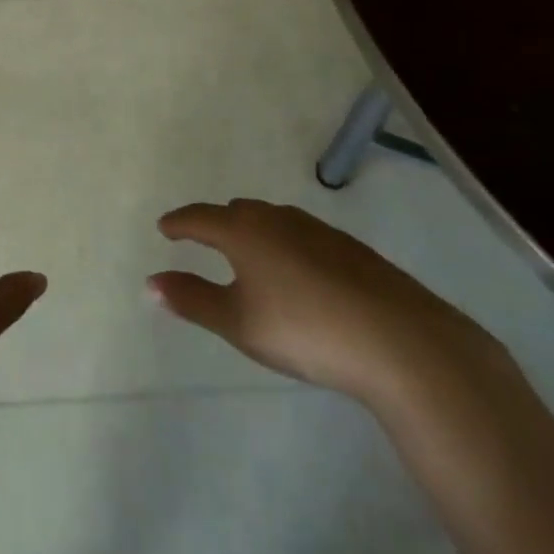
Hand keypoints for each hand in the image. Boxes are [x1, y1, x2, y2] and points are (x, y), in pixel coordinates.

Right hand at [148, 199, 491, 406]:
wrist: (401, 342)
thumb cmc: (304, 329)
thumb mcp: (238, 322)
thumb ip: (192, 299)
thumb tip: (151, 283)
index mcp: (244, 232)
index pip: (200, 218)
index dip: (179, 223)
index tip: (164, 227)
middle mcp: (279, 220)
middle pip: (238, 212)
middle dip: (217, 222)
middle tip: (203, 237)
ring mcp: (320, 232)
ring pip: (274, 221)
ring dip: (253, 231)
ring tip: (248, 253)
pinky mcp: (353, 250)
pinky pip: (303, 236)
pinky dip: (286, 245)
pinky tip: (298, 272)